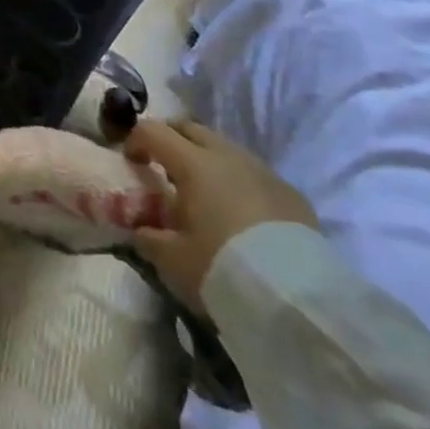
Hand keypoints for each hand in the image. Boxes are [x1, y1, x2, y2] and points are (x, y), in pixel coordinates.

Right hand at [125, 119, 316, 313]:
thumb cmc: (223, 269)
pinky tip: (239, 212)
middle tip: (161, 166)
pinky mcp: (291, 193)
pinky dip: (237, 180)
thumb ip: (149, 237)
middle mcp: (228, 156)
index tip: (131, 162)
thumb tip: (140, 229)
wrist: (298, 300)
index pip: (153, 131)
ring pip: (225, 147)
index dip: (135, 140)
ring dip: (205, 158)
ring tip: (201, 191)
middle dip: (170, 139)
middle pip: (190, 128)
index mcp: (194, 163)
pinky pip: (254, 173)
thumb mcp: (172, 259)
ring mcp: (264, 172)